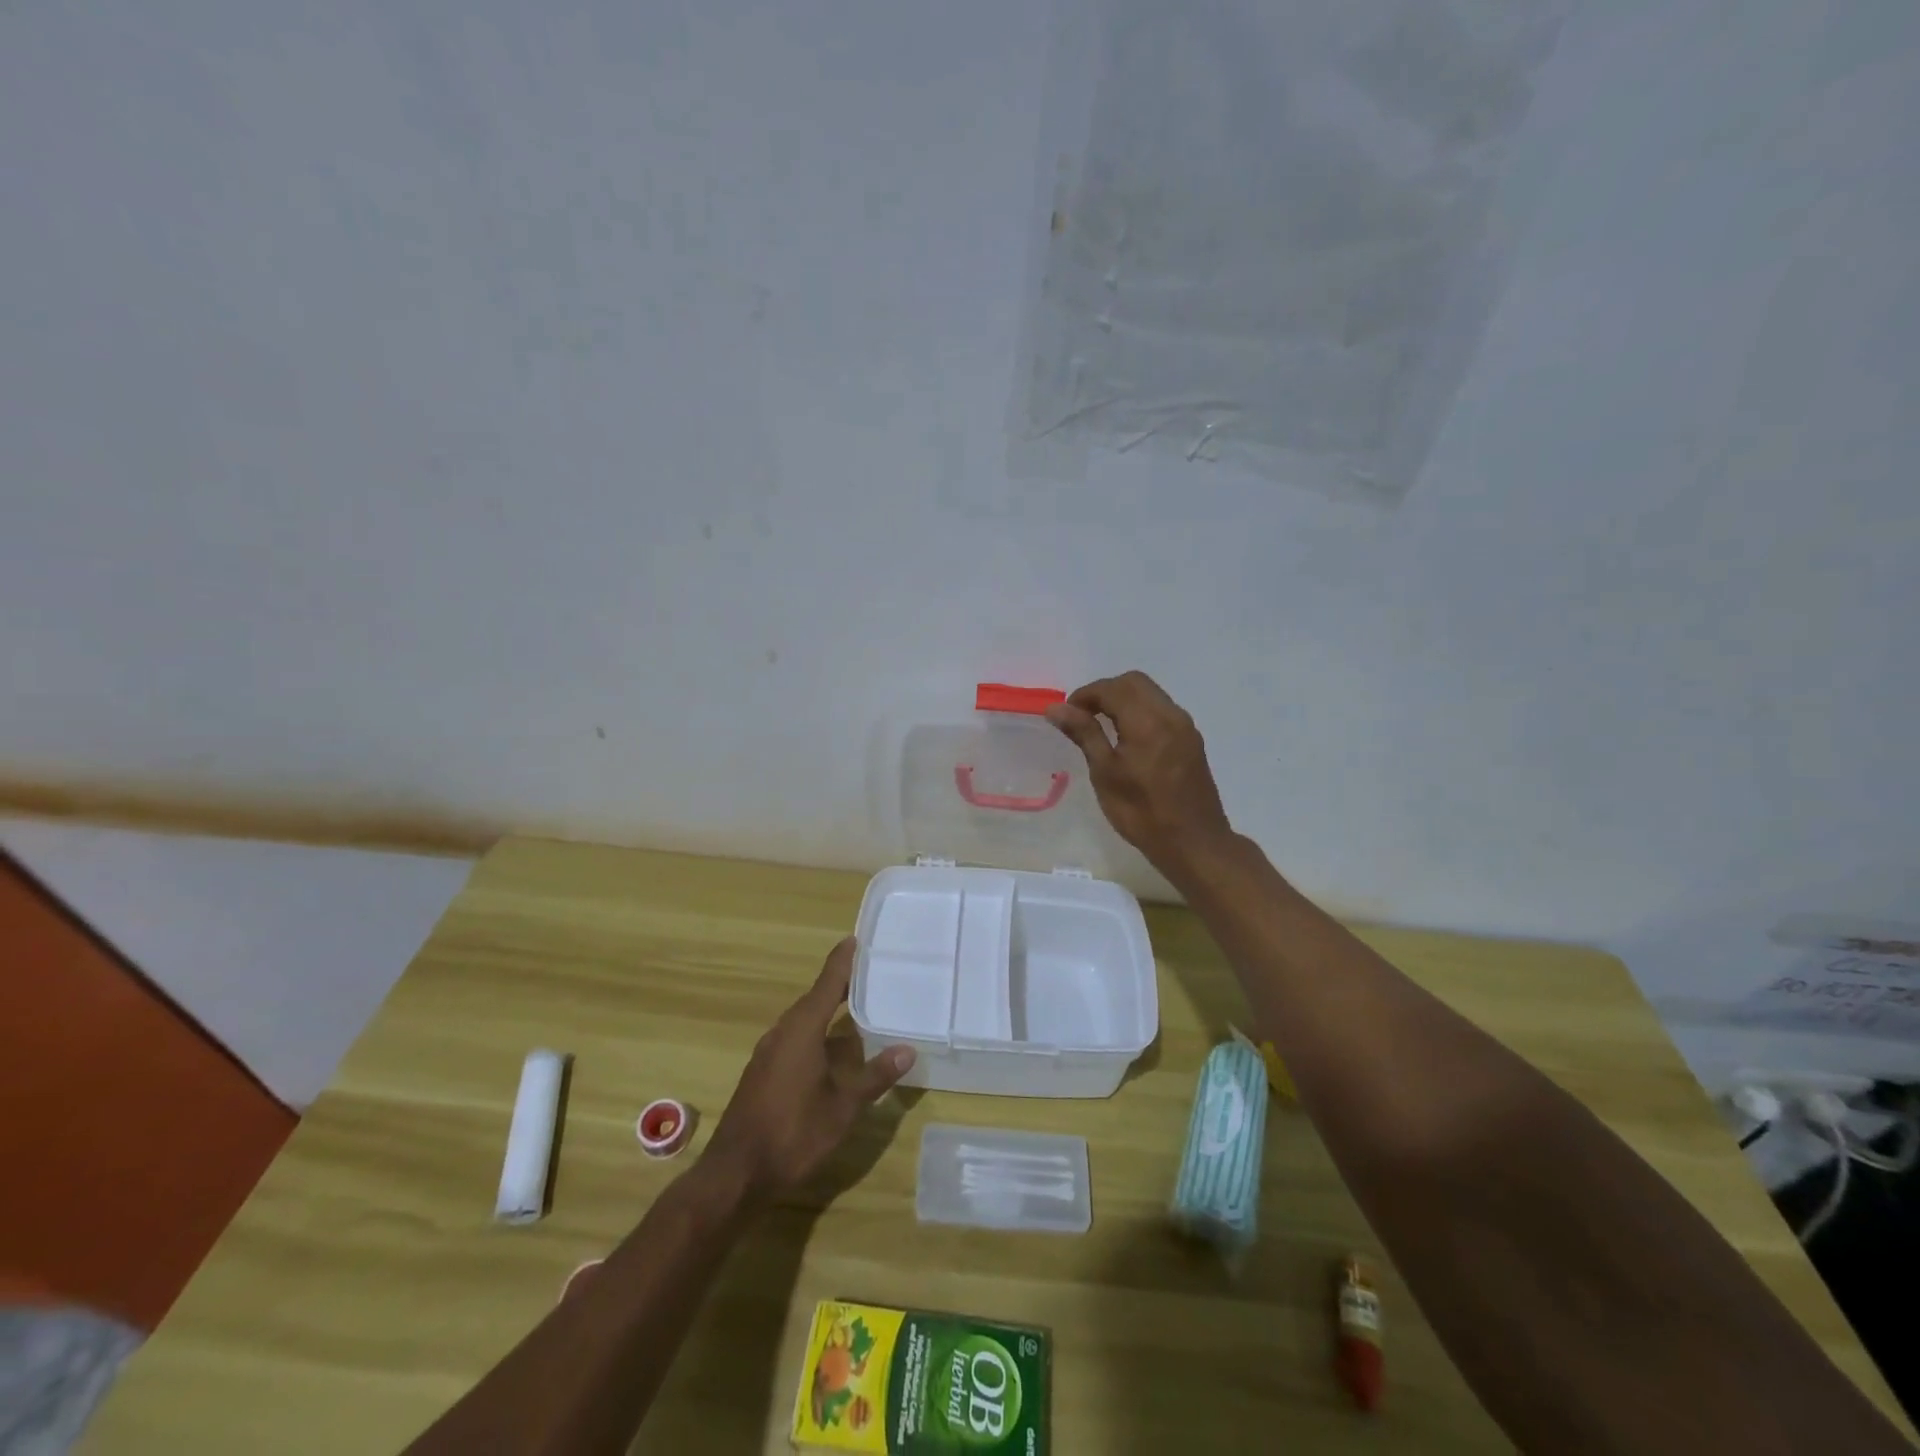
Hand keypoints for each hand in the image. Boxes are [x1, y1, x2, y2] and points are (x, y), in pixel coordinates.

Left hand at [702, 938, 915, 1206]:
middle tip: (869, 975)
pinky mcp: (763, 1073)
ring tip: (857, 1009)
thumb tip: (907, 1050)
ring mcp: (768, 1053)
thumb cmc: (792, 1134)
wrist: (735, 1174)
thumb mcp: (842, 1108)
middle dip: (840, 986)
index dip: (843, 961)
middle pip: (814, 999)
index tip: (857, 939)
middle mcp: (782, 1033)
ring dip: (828, 1012)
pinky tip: (832, 1051)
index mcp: (802, 1030)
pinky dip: (817, 1034)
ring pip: (803, 1021)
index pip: (827, 984)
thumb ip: (874, 1077)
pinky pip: (795, 1039)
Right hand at [1045, 671, 1234, 882]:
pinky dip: (1140, 713)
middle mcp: (1171, 715)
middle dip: (1105, 692)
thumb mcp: (1104, 773)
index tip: (1066, 714)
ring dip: (1123, 701)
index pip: (1113, 688)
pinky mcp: (1191, 741)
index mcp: (1148, 721)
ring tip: (1102, 727)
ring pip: (1151, 695)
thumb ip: (1084, 733)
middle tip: (1082, 717)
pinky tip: (1127, 740)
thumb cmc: (1142, 812)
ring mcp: (1185, 727)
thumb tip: (1056, 708)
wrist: (1193, 843)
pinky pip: (1162, 711)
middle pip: (1135, 683)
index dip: (1085, 695)